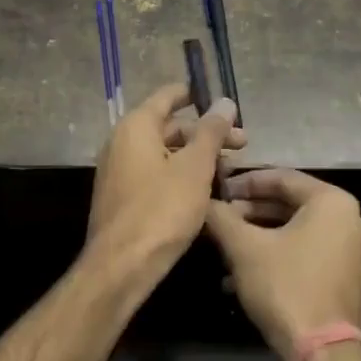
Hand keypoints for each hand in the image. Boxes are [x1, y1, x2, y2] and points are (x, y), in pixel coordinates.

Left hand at [86, 84, 242, 290]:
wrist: (122, 265)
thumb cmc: (161, 209)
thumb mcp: (195, 168)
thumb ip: (211, 132)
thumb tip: (224, 102)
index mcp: (136, 127)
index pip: (167, 97)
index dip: (194, 95)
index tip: (222, 101)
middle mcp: (121, 142)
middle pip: (168, 127)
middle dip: (205, 134)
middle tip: (242, 145)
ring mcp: (119, 171)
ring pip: (163, 153)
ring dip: (195, 157)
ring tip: (230, 171)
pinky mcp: (122, 197)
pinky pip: (154, 174)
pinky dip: (179, 175)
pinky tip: (205, 191)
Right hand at [204, 169, 360, 360]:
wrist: (323, 354)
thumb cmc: (285, 287)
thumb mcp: (244, 248)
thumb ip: (221, 218)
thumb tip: (204, 202)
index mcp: (333, 203)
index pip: (283, 178)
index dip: (245, 183)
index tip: (218, 190)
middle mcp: (352, 220)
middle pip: (292, 205)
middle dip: (251, 212)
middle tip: (220, 219)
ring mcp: (354, 252)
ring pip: (298, 232)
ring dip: (260, 236)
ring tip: (226, 246)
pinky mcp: (349, 279)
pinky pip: (309, 254)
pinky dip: (278, 256)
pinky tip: (243, 274)